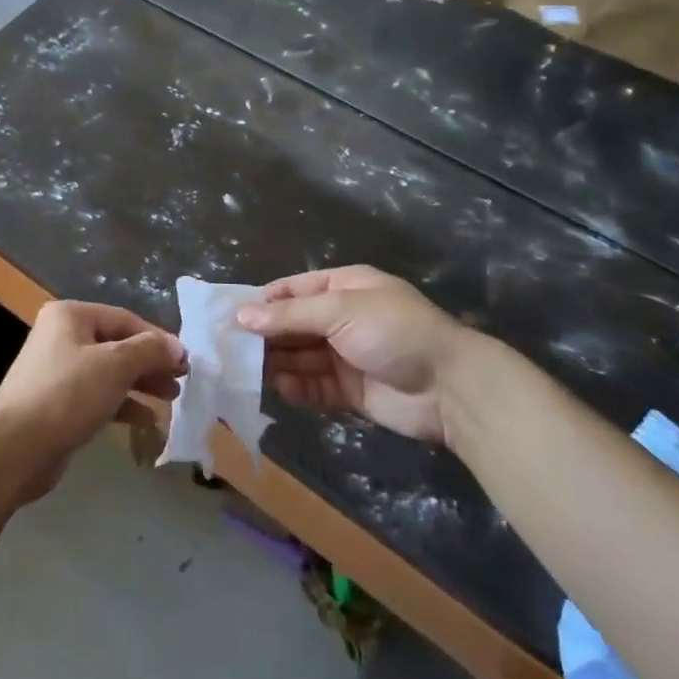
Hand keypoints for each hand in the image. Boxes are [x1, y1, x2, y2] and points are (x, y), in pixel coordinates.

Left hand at [0, 300, 185, 501]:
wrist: (15, 447)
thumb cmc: (67, 394)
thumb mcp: (115, 366)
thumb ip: (149, 351)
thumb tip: (177, 346)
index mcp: (71, 316)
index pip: (125, 319)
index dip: (158, 339)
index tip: (186, 361)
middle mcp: (63, 337)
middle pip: (118, 344)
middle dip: (150, 362)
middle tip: (181, 380)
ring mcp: (58, 371)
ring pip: (110, 372)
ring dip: (141, 383)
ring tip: (171, 397)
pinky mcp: (59, 403)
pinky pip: (99, 396)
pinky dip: (123, 404)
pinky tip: (147, 419)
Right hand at [237, 266, 496, 442]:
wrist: (450, 387)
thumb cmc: (394, 331)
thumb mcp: (340, 310)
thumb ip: (289, 315)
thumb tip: (241, 315)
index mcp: (342, 288)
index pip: (292, 290)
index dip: (262, 301)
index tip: (228, 314)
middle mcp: (340, 318)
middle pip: (292, 325)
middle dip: (263, 335)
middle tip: (228, 347)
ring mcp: (344, 355)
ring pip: (298, 356)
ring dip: (274, 362)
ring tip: (244, 370)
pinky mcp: (349, 390)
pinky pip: (313, 385)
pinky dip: (295, 387)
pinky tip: (279, 388)